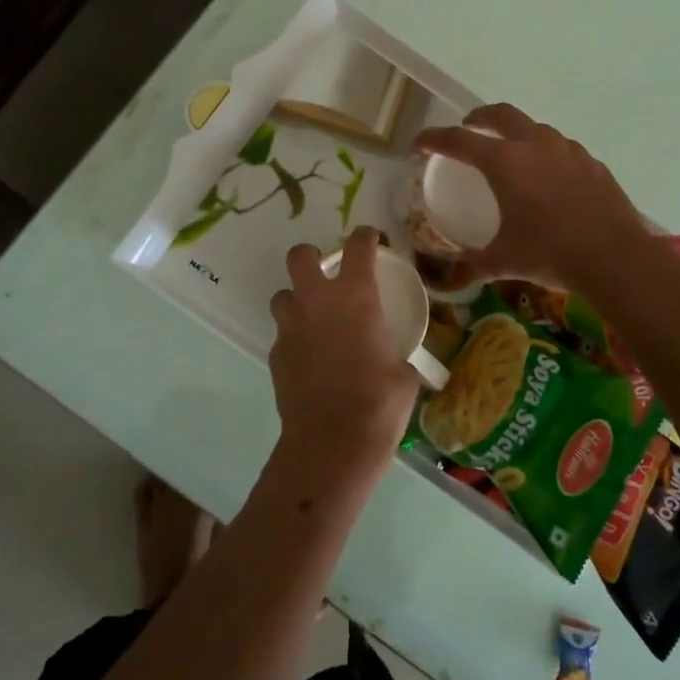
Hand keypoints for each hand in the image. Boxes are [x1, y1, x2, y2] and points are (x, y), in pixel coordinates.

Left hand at [267, 227, 418, 485]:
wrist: (332, 443)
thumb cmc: (379, 403)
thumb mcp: (403, 374)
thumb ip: (396, 354)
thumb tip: (398, 361)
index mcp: (356, 297)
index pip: (358, 247)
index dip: (365, 237)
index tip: (372, 240)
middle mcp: (317, 302)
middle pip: (300, 256)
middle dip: (311, 256)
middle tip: (326, 272)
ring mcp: (291, 328)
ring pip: (282, 295)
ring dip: (296, 299)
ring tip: (313, 318)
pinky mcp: (275, 355)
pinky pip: (282, 334)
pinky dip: (294, 337)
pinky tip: (309, 358)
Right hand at [412, 104, 648, 291]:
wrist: (614, 257)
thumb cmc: (549, 253)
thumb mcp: (503, 261)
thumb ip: (473, 266)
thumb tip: (451, 280)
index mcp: (504, 162)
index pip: (458, 140)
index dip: (433, 139)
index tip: (419, 145)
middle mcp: (535, 145)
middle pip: (500, 114)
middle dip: (478, 117)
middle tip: (468, 129)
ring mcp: (568, 150)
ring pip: (535, 128)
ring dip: (516, 133)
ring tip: (511, 153)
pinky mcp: (592, 163)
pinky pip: (562, 149)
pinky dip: (547, 154)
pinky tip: (549, 178)